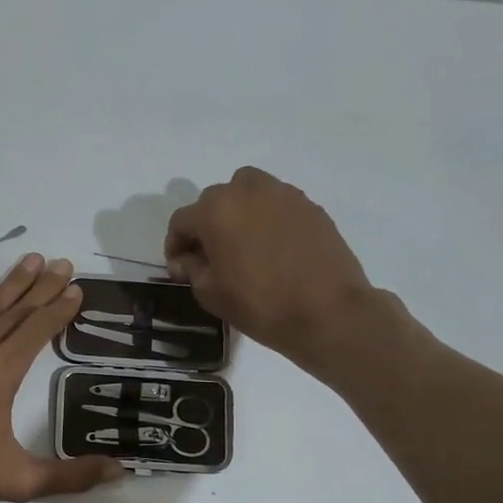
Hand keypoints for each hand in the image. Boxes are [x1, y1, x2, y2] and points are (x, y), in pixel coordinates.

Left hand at [0, 253, 123, 502]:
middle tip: (64, 263)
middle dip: (43, 286)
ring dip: (13, 280)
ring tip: (34, 258)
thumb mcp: (18, 481)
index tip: (77, 289)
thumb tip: (120, 471)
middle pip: (18, 309)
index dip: (59, 309)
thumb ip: (69, 476)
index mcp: (1, 372)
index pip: (38, 330)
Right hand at [165, 166, 376, 368]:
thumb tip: (185, 259)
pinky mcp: (310, 207)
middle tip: (211, 255)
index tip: (179, 266)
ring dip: (239, 212)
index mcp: (216, 210)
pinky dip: (268, 218)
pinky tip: (274, 248)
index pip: (182, 220)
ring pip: (249, 192)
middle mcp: (248, 191)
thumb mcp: (210, 292)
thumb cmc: (259, 303)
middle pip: (215, 200)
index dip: (175, 244)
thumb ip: (191, 268)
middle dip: (207, 224)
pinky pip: (278, 205)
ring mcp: (284, 195)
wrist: (327, 312)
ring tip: (243, 243)